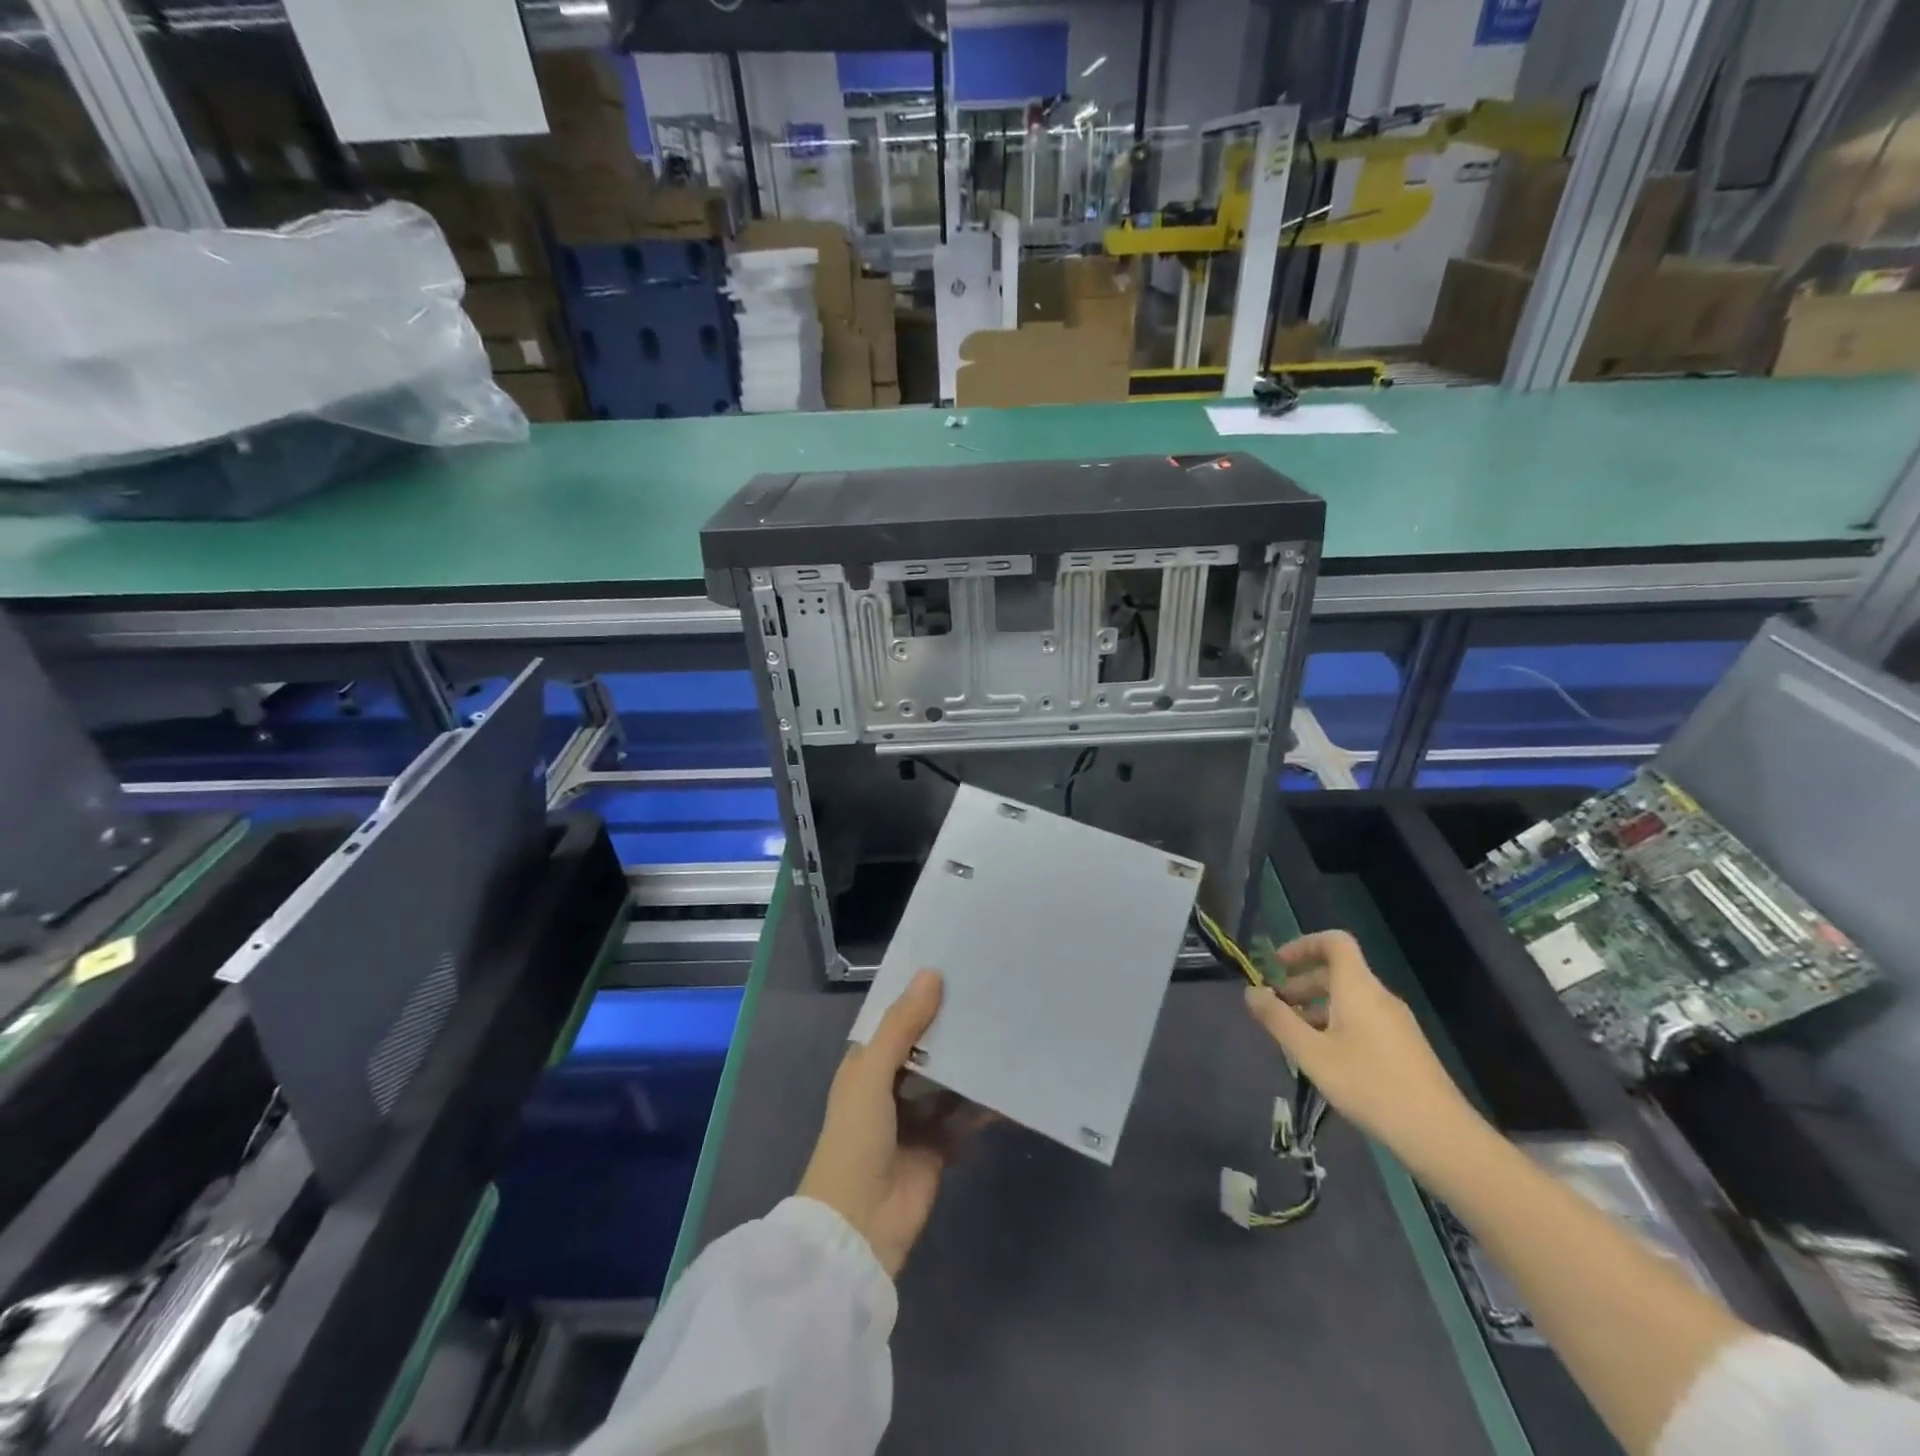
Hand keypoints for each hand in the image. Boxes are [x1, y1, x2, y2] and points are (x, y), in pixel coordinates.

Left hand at [799, 970, 976, 1278]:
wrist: (859, 1228)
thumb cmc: (856, 1139)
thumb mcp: (872, 1074)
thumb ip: (902, 1026)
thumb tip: (932, 973)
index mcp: (866, 1065)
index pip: (894, 1020)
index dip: (917, 995)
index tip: (952, 964)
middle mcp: (890, 1086)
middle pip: (925, 1047)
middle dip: (950, 1026)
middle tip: (990, 991)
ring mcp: (915, 1118)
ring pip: (947, 1080)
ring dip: (969, 1062)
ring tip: (1006, 1027)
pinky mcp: (939, 1147)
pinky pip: (965, 1117)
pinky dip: (984, 1104)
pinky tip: (1010, 1083)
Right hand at [1243, 930, 1483, 1169]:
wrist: (1438, 1134)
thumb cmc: (1368, 1084)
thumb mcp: (1311, 1053)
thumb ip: (1277, 1019)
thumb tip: (1251, 991)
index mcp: (1358, 988)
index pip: (1335, 942)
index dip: (1303, 945)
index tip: (1277, 966)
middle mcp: (1379, 996)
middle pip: (1338, 972)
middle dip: (1302, 983)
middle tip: (1277, 1008)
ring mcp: (1396, 1022)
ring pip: (1350, 999)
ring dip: (1317, 1007)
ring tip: (1295, 1038)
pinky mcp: (1405, 1046)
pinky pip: (1364, 1019)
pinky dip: (1337, 1024)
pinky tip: (1327, 1059)